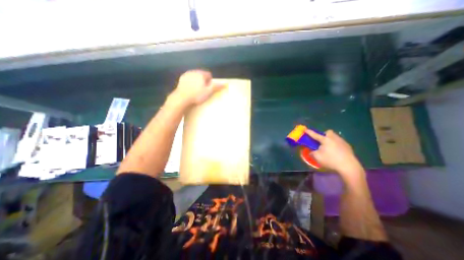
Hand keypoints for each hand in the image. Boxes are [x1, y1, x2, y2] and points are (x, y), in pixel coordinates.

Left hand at [173, 70, 225, 106]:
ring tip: (197, 91)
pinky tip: (190, 90)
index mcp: (201, 73)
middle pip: (201, 75)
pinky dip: (190, 83)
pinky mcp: (181, 79)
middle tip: (203, 90)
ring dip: (197, 82)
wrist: (181, 98)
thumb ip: (217, 86)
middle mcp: (193, 71)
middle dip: (203, 81)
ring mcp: (186, 75)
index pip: (209, 75)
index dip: (210, 81)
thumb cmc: (197, 95)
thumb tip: (226, 83)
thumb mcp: (209, 91)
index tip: (208, 89)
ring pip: (195, 77)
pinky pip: (189, 80)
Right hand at [307, 128, 364, 178]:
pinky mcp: (348, 146)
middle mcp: (334, 138)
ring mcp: (342, 141)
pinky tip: (336, 152)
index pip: (315, 135)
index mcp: (325, 140)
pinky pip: (339, 142)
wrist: (349, 167)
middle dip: (324, 135)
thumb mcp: (317, 157)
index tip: (305, 129)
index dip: (309, 132)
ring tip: (329, 148)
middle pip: (328, 132)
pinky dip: (336, 145)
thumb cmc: (331, 160)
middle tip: (321, 141)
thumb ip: (312, 153)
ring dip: (330, 140)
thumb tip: (311, 152)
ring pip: (334, 137)